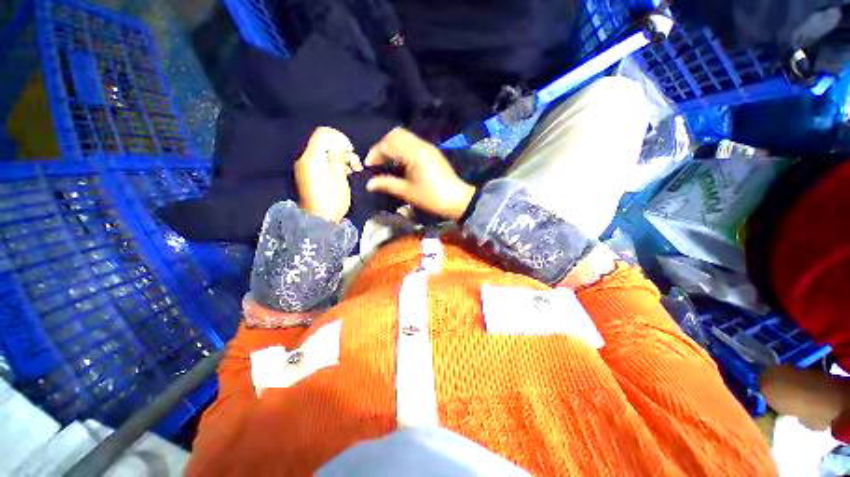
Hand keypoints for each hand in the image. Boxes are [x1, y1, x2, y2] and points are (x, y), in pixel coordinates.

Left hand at [295, 127, 362, 222]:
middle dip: (342, 150)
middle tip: (356, 165)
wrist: (317, 221)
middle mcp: (305, 159)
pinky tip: (344, 174)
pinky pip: (321, 160)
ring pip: (324, 151)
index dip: (339, 137)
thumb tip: (339, 148)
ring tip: (353, 171)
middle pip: (324, 142)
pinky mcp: (308, 173)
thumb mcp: (339, 181)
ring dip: (341, 158)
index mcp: (312, 159)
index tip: (351, 150)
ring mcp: (305, 166)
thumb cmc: (331, 203)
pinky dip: (333, 163)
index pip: (323, 133)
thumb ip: (338, 160)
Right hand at [365, 128, 475, 219]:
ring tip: (387, 163)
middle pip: (395, 134)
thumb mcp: (407, 192)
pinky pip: (412, 143)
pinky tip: (400, 163)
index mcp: (414, 153)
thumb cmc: (432, 197)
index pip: (388, 144)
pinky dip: (401, 149)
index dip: (375, 153)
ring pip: (404, 137)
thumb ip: (387, 184)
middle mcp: (420, 145)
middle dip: (382, 146)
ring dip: (392, 146)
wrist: (457, 199)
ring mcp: (428, 147)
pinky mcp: (432, 152)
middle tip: (377, 162)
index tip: (368, 166)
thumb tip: (369, 184)